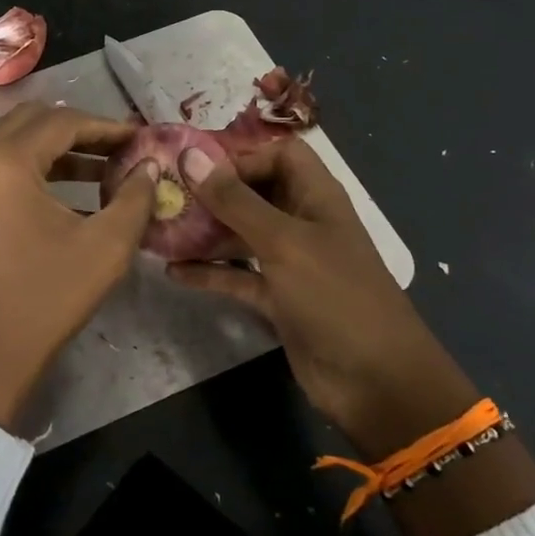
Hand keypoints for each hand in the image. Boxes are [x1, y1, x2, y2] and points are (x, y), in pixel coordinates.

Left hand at [0, 103, 157, 431]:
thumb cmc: (44, 301)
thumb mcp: (104, 249)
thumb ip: (134, 198)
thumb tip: (151, 167)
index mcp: (3, 162)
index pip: (62, 122)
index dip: (106, 126)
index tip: (141, 137)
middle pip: (31, 122)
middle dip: (79, 130)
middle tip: (119, 149)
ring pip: (10, 143)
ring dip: (54, 150)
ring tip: (102, 170)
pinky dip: (30, 170)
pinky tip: (68, 195)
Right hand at [168, 138, 479, 455]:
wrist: (374, 380)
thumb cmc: (334, 295)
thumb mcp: (283, 242)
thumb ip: (235, 200)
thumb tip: (191, 156)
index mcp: (316, 197)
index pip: (277, 155)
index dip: (240, 156)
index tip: (194, 169)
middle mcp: (302, 222)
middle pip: (254, 193)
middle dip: (212, 194)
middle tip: (165, 197)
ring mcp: (290, 263)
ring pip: (241, 235)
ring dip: (204, 232)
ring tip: (160, 231)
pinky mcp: (277, 299)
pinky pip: (237, 275)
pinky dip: (209, 272)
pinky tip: (173, 272)